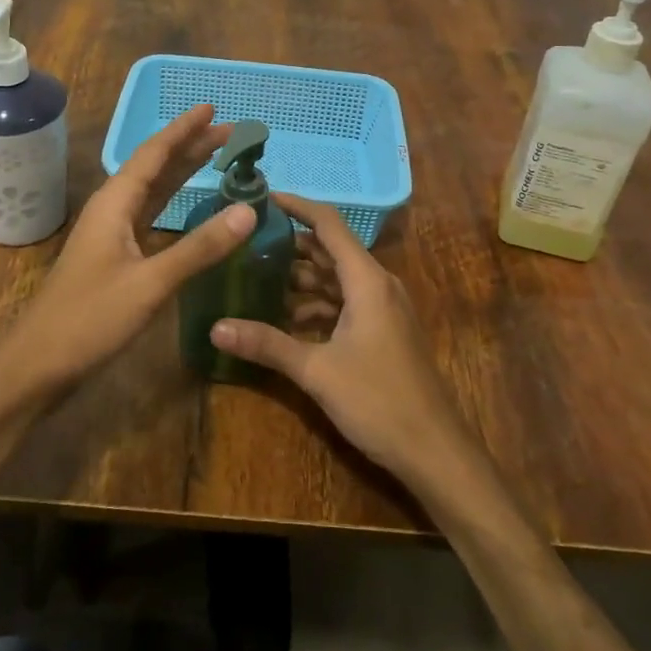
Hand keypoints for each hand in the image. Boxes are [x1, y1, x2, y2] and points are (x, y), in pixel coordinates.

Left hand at [0, 105, 257, 400]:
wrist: (38, 364)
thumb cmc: (89, 319)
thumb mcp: (150, 284)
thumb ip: (199, 248)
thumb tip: (248, 212)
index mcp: (115, 203)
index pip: (154, 153)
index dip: (184, 130)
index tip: (213, 109)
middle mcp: (112, 210)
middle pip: (155, 167)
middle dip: (190, 146)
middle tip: (230, 132)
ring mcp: (111, 234)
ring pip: (153, 191)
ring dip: (183, 172)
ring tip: (216, 156)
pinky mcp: (115, 257)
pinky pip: (150, 216)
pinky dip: (174, 203)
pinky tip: (190, 206)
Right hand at [210, 193, 473, 484]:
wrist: (435, 451)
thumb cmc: (379, 401)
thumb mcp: (317, 371)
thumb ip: (267, 345)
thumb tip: (215, 328)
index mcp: (366, 280)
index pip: (328, 224)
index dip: (296, 206)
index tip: (262, 198)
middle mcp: (377, 284)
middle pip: (329, 250)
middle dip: (290, 245)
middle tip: (245, 243)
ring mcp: (383, 308)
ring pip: (336, 279)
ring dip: (300, 278)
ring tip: (255, 278)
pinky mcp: (382, 331)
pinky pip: (344, 303)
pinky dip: (315, 304)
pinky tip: (284, 319)